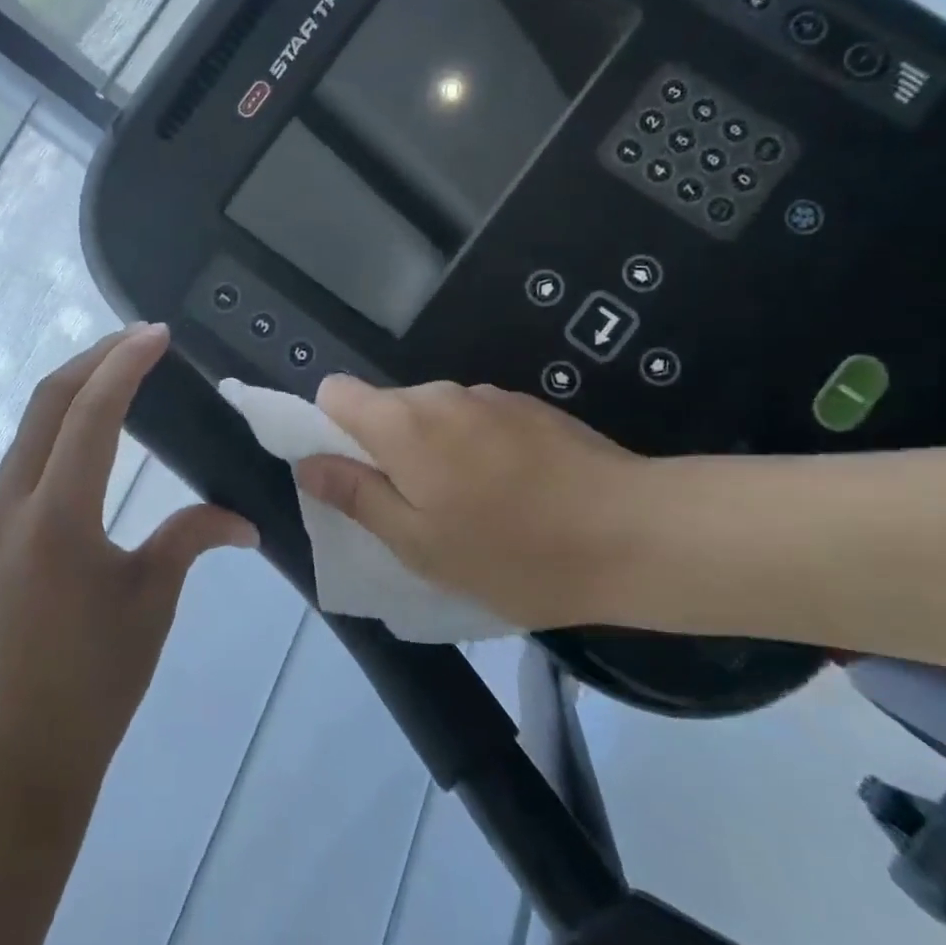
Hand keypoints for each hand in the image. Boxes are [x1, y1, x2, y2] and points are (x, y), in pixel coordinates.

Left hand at [0, 325, 257, 804]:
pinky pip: (21, 466)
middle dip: (93, 360)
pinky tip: (87, 445)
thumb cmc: (93, 683)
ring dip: (71, 395)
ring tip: (118, 379)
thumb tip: (243, 519)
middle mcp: (10, 507)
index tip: (157, 334)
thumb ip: (191, 540)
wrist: (11, 758)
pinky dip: (56, 435)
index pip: (91, 414)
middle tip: (139, 340)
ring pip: (28, 432)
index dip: (125, 365)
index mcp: (56, 518)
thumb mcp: (151, 602)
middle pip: (46, 404)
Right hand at [295, 377, 656, 630]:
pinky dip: (473, 450)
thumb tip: (308, 463)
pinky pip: (475, 421)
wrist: (638, 535)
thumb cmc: (514, 552)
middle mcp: (440, 394)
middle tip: (415, 512)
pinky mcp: (529, 407)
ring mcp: (490, 396)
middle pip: (384, 407)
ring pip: (432, 416)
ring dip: (431, 452)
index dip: (329, 429)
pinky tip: (514, 494)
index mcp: (403, 423)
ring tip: (470, 509)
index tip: (352, 477)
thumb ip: (356, 497)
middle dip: (384, 451)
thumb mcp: (419, 544)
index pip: (334, 392)